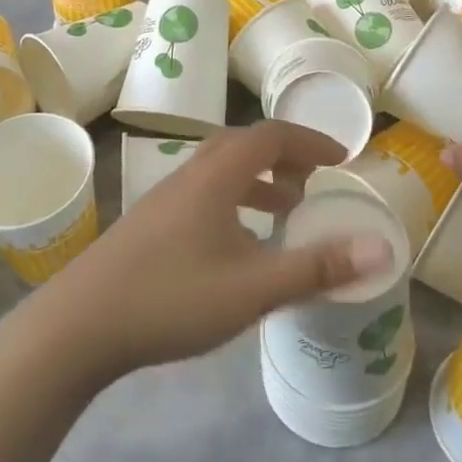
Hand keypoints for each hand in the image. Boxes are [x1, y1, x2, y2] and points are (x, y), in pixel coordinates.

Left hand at [26, 120, 393, 384]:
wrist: (79, 325)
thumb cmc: (171, 298)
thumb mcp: (253, 287)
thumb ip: (317, 267)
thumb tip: (383, 248)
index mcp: (216, 176)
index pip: (271, 136)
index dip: (310, 142)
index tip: (341, 161)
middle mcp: (189, 175)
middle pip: (244, 146)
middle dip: (285, 158)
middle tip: (314, 184)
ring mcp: (164, 199)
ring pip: (220, 171)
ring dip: (258, 181)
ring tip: (284, 210)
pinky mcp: (150, 224)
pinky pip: (204, 195)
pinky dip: (234, 203)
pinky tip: (237, 245)